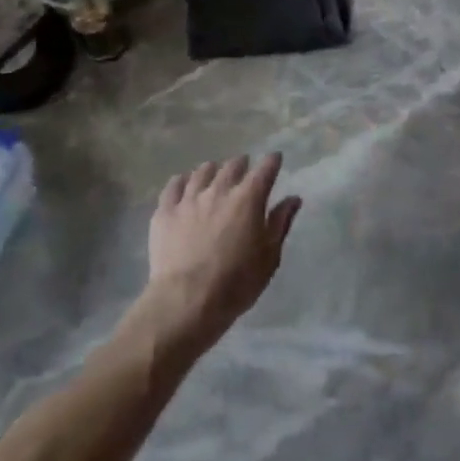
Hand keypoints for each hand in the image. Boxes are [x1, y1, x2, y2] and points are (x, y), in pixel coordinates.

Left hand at [139, 154, 300, 352]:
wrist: (186, 302)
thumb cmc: (236, 283)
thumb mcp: (269, 257)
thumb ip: (280, 223)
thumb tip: (293, 199)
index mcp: (248, 199)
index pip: (264, 169)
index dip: (272, 161)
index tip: (275, 159)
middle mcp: (219, 190)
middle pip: (232, 166)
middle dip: (241, 164)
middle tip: (244, 167)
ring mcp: (189, 199)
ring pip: (202, 172)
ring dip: (212, 170)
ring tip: (214, 174)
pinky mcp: (165, 212)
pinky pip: (173, 186)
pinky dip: (182, 181)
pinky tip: (184, 184)